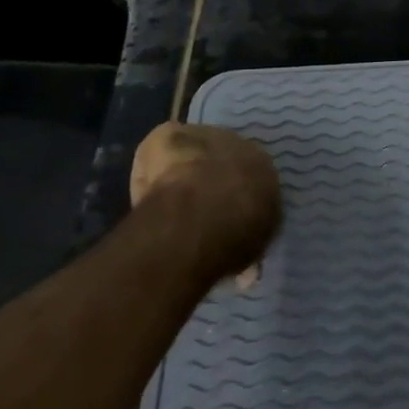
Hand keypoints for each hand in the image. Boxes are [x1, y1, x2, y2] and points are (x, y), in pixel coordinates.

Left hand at [130, 122, 281, 279]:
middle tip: (193, 212)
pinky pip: (157, 152)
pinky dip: (150, 171)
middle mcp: (238, 143)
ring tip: (166, 203)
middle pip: (219, 160)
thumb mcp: (255, 251)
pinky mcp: (169, 134)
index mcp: (263, 167)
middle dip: (208, 181)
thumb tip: (246, 274)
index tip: (221, 220)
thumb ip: (251, 253)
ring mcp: (202, 135)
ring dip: (180, 172)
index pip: (250, 177)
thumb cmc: (236, 234)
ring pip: (188, 154)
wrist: (202, 214)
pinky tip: (144, 196)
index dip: (234, 198)